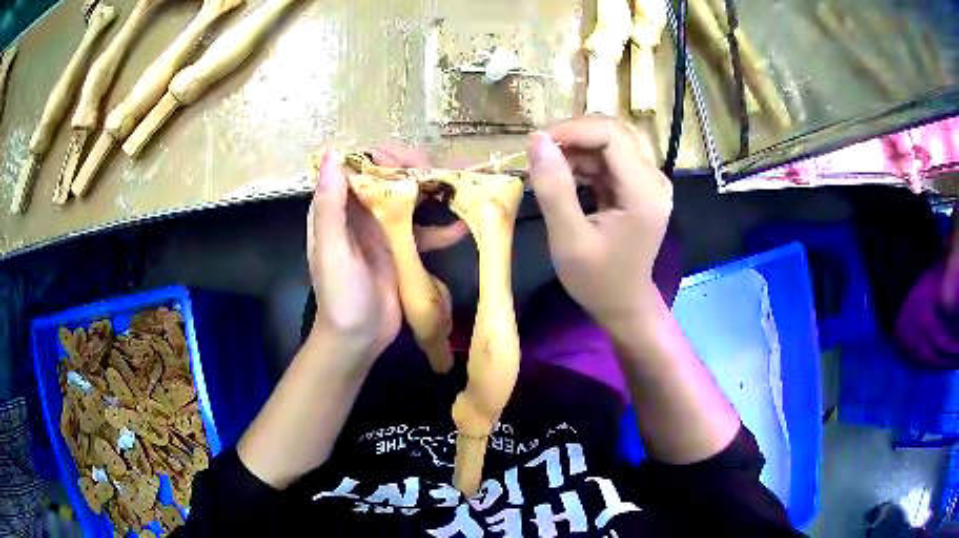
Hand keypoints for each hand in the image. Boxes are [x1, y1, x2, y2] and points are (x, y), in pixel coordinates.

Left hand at [308, 146, 467, 362]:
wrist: (358, 339)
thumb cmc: (339, 296)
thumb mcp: (331, 249)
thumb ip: (330, 204)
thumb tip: (333, 152)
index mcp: (337, 209)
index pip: (358, 167)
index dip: (382, 157)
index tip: (407, 161)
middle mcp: (359, 213)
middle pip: (387, 178)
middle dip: (413, 171)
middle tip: (439, 174)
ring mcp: (382, 230)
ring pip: (407, 200)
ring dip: (430, 193)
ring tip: (457, 189)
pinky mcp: (401, 249)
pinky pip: (423, 231)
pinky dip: (441, 229)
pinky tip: (462, 228)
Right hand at [527, 117, 672, 330]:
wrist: (623, 304)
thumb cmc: (597, 280)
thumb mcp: (568, 240)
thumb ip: (554, 189)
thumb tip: (537, 140)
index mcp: (644, 193)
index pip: (612, 136)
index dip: (574, 130)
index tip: (538, 144)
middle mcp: (653, 180)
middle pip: (613, 134)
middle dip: (573, 138)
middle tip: (539, 156)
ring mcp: (649, 182)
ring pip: (610, 144)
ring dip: (575, 150)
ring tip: (546, 172)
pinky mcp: (639, 187)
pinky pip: (610, 160)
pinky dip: (583, 164)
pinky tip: (564, 180)